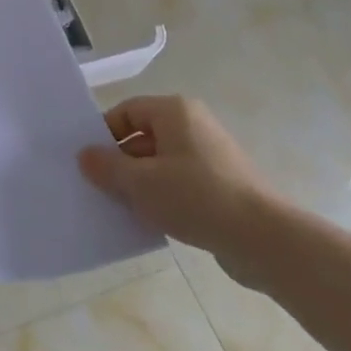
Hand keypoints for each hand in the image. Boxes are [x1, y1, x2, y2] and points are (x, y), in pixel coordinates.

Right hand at [78, 95, 284, 273]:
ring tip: (122, 208)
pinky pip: (180, 183)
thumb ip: (107, 167)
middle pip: (143, 136)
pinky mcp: (222, 184)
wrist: (265, 239)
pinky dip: (164, 197)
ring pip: (161, 163)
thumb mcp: (140, 183)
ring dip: (141, 183)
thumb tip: (85, 155)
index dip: (104, 134)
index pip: (127, 111)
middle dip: (121, 163)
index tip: (89, 162)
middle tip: (99, 188)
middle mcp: (194, 125)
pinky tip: (152, 221)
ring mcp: (211, 155)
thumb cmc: (196, 197)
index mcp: (174, 111)